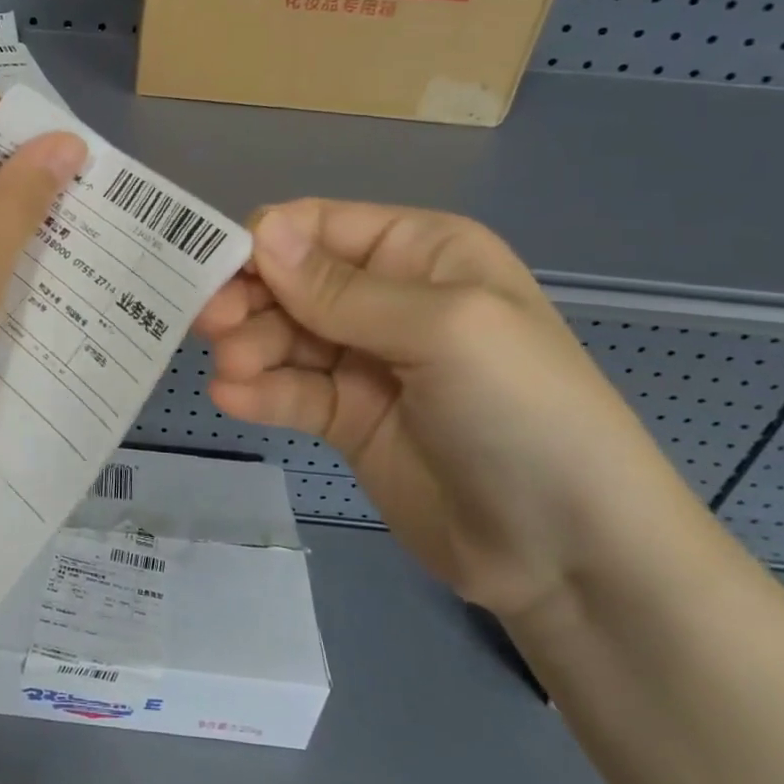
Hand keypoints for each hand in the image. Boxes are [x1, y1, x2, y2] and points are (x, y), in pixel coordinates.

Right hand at [196, 201, 691, 620]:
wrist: (572, 556)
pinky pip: (291, 391)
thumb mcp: (443, 330)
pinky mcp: (348, 417)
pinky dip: (259, 392)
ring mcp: (365, 360)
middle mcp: (387, 297)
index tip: (216, 271)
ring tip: (231, 372)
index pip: (319, 227)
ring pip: (282, 336)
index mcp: (419, 252)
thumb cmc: (524, 412)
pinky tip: (233, 399)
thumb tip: (262, 230)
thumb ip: (342, 287)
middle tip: (211, 327)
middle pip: (291, 282)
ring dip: (249, 348)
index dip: (265, 243)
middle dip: (249, 300)